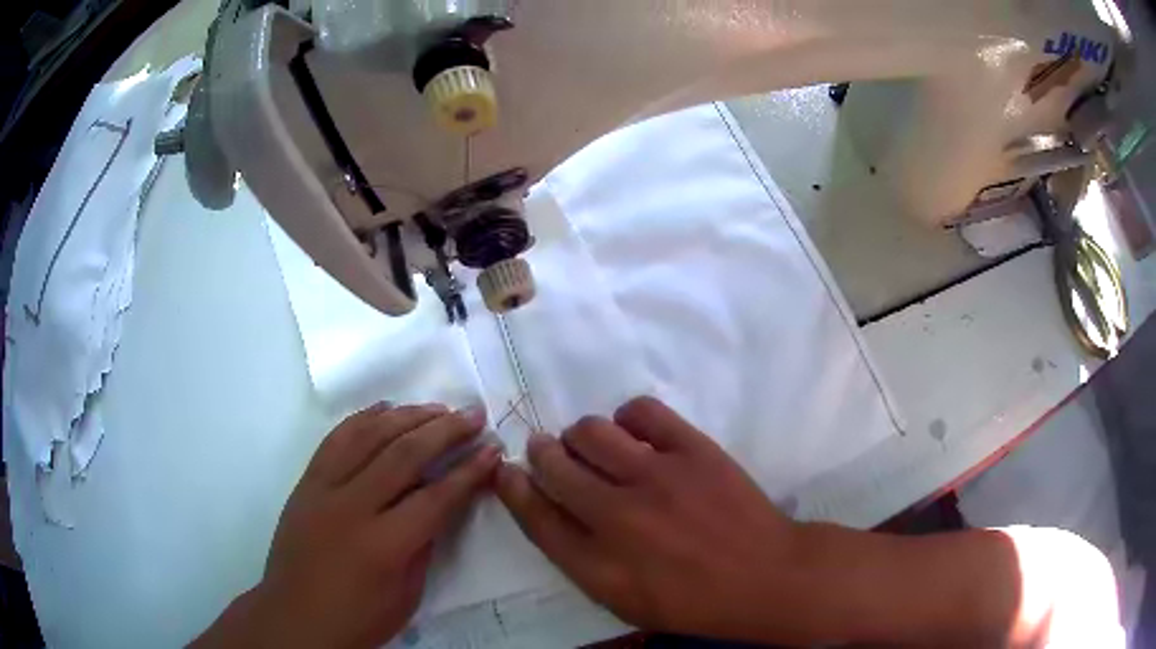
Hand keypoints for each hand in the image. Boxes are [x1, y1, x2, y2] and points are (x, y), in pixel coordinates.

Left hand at [193, 403, 500, 648]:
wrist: (295, 619)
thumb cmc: (358, 619)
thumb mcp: (406, 595)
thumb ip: (423, 545)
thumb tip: (439, 504)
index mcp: (383, 545)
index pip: (436, 497)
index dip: (469, 471)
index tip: (492, 449)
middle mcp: (351, 508)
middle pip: (404, 455)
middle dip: (445, 431)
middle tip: (473, 415)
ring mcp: (322, 489)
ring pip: (367, 436)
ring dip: (407, 416)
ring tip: (436, 407)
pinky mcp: (305, 483)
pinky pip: (335, 439)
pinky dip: (363, 419)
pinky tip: (385, 409)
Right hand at [494, 396, 803, 641]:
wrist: (765, 576)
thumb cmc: (693, 601)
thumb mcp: (625, 600)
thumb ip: (579, 559)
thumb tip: (547, 511)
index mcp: (598, 564)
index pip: (535, 515)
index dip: (514, 487)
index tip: (507, 470)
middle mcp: (617, 516)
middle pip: (554, 465)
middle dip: (542, 453)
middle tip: (549, 451)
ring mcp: (657, 477)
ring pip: (591, 431)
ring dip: (581, 436)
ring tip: (595, 446)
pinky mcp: (693, 449)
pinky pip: (641, 411)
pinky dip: (627, 418)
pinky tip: (635, 434)